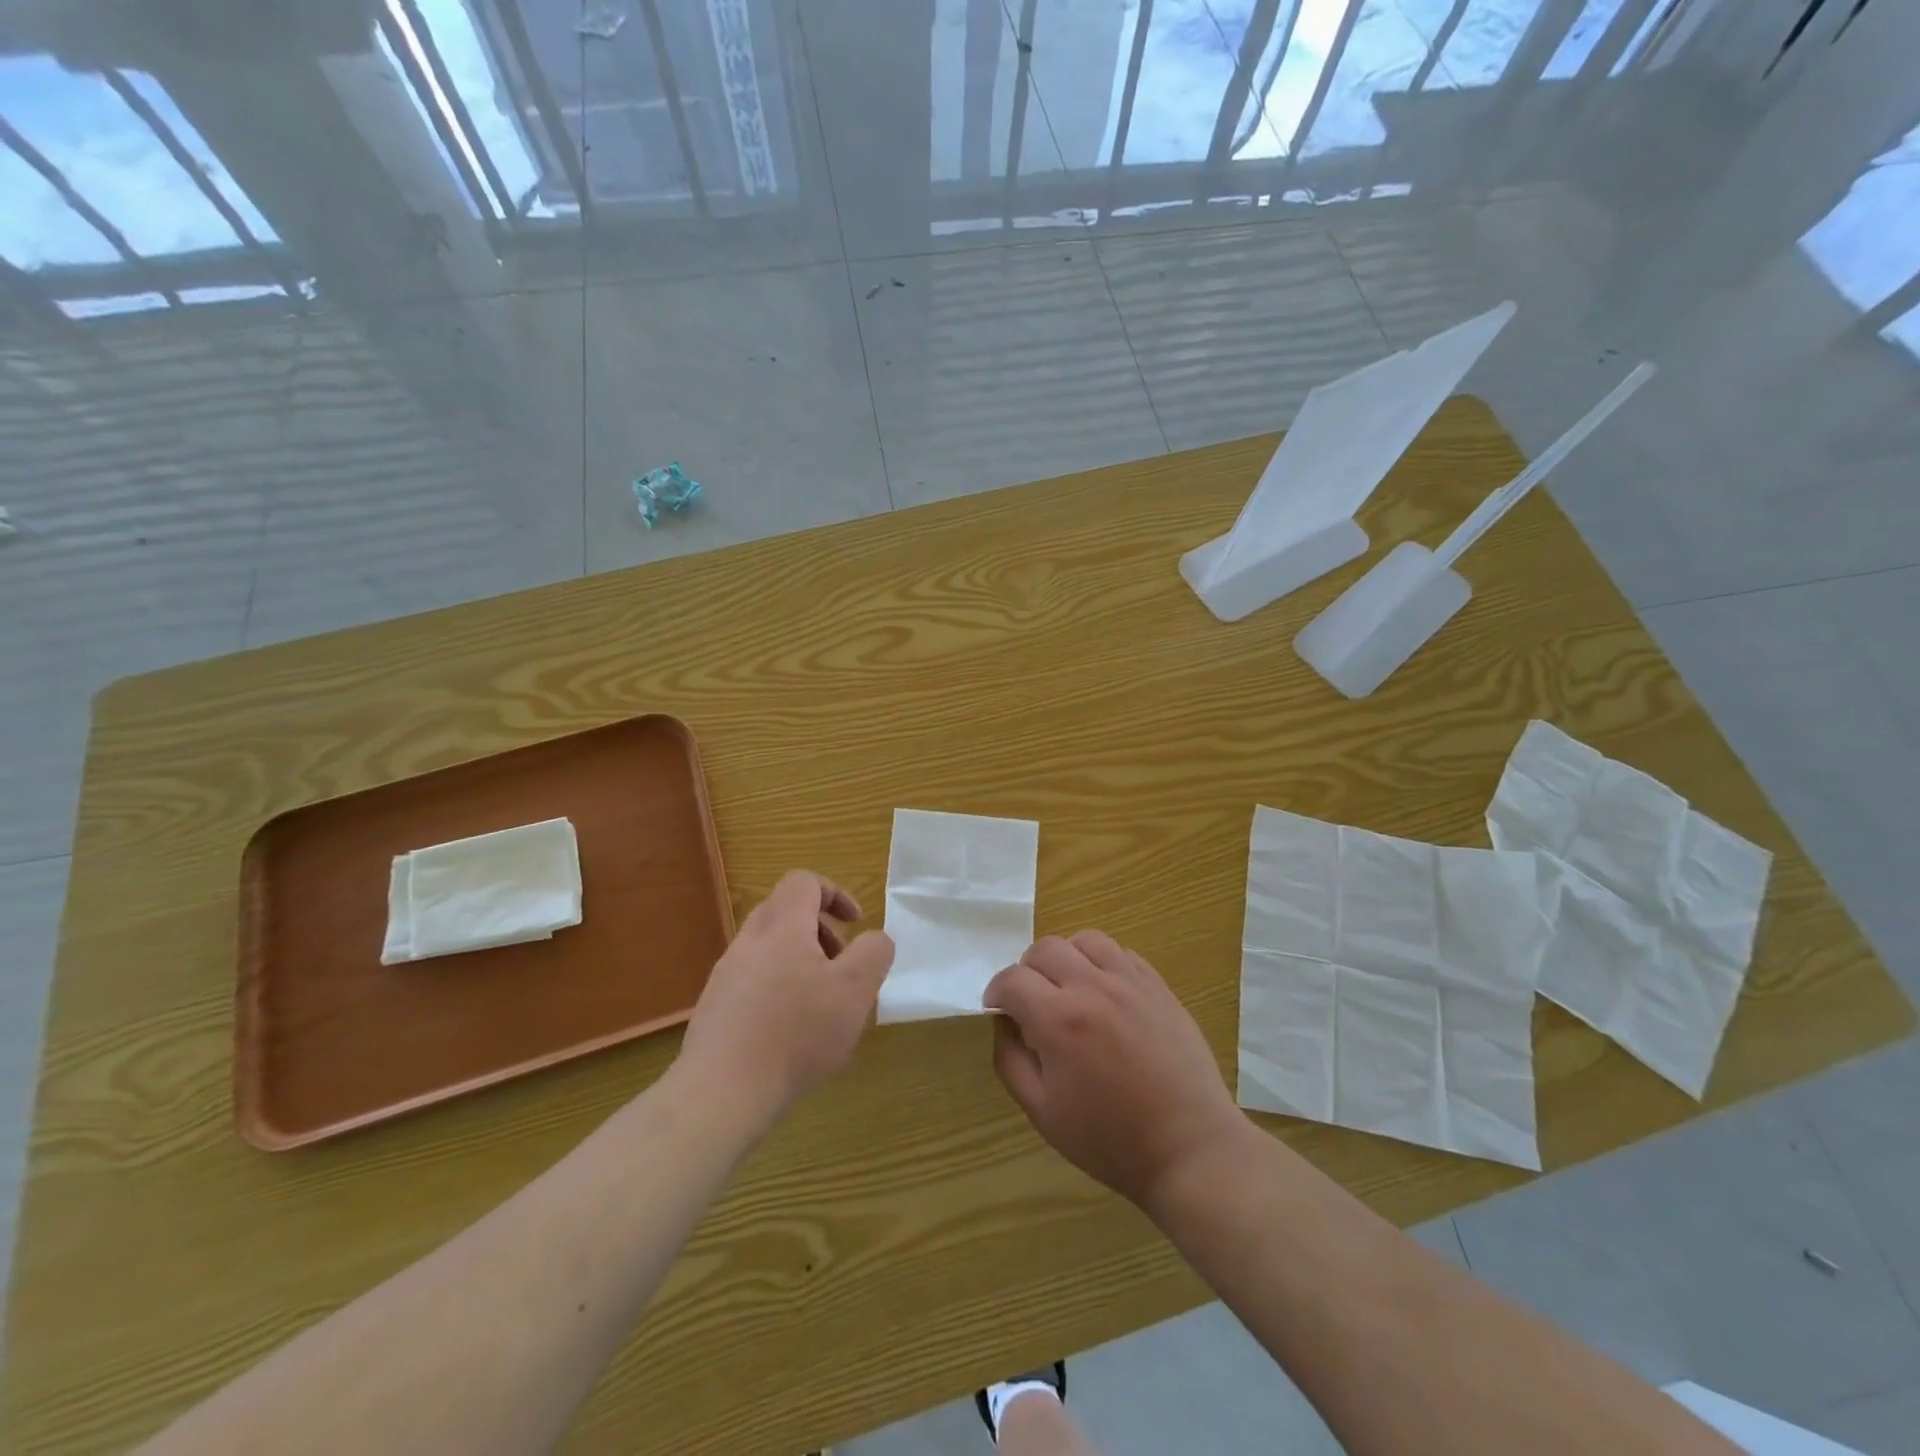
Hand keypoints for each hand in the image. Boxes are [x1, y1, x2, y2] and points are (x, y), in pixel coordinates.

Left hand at [680, 871, 894, 1119]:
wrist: (721, 1093)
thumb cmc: (796, 1034)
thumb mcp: (854, 991)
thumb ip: (873, 953)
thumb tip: (875, 939)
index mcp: (782, 928)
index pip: (803, 882)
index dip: (834, 893)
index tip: (855, 925)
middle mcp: (749, 943)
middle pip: (784, 912)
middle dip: (819, 930)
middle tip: (840, 966)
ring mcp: (726, 976)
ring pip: (768, 949)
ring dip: (800, 963)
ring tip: (822, 1007)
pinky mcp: (714, 1009)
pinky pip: (752, 983)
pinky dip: (778, 991)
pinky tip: (792, 1035)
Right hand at [985, 932, 1244, 1208]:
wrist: (1189, 1147)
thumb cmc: (1110, 1139)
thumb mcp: (1042, 1112)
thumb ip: (1010, 1060)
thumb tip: (1003, 1023)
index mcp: (1060, 1020)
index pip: (1012, 979)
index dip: (996, 992)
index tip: (998, 1009)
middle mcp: (1093, 987)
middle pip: (1045, 948)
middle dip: (1027, 971)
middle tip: (1031, 1002)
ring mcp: (1130, 982)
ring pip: (1085, 940)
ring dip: (1066, 958)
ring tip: (1068, 989)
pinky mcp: (1158, 986)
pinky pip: (1120, 953)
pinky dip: (1101, 963)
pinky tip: (1104, 993)